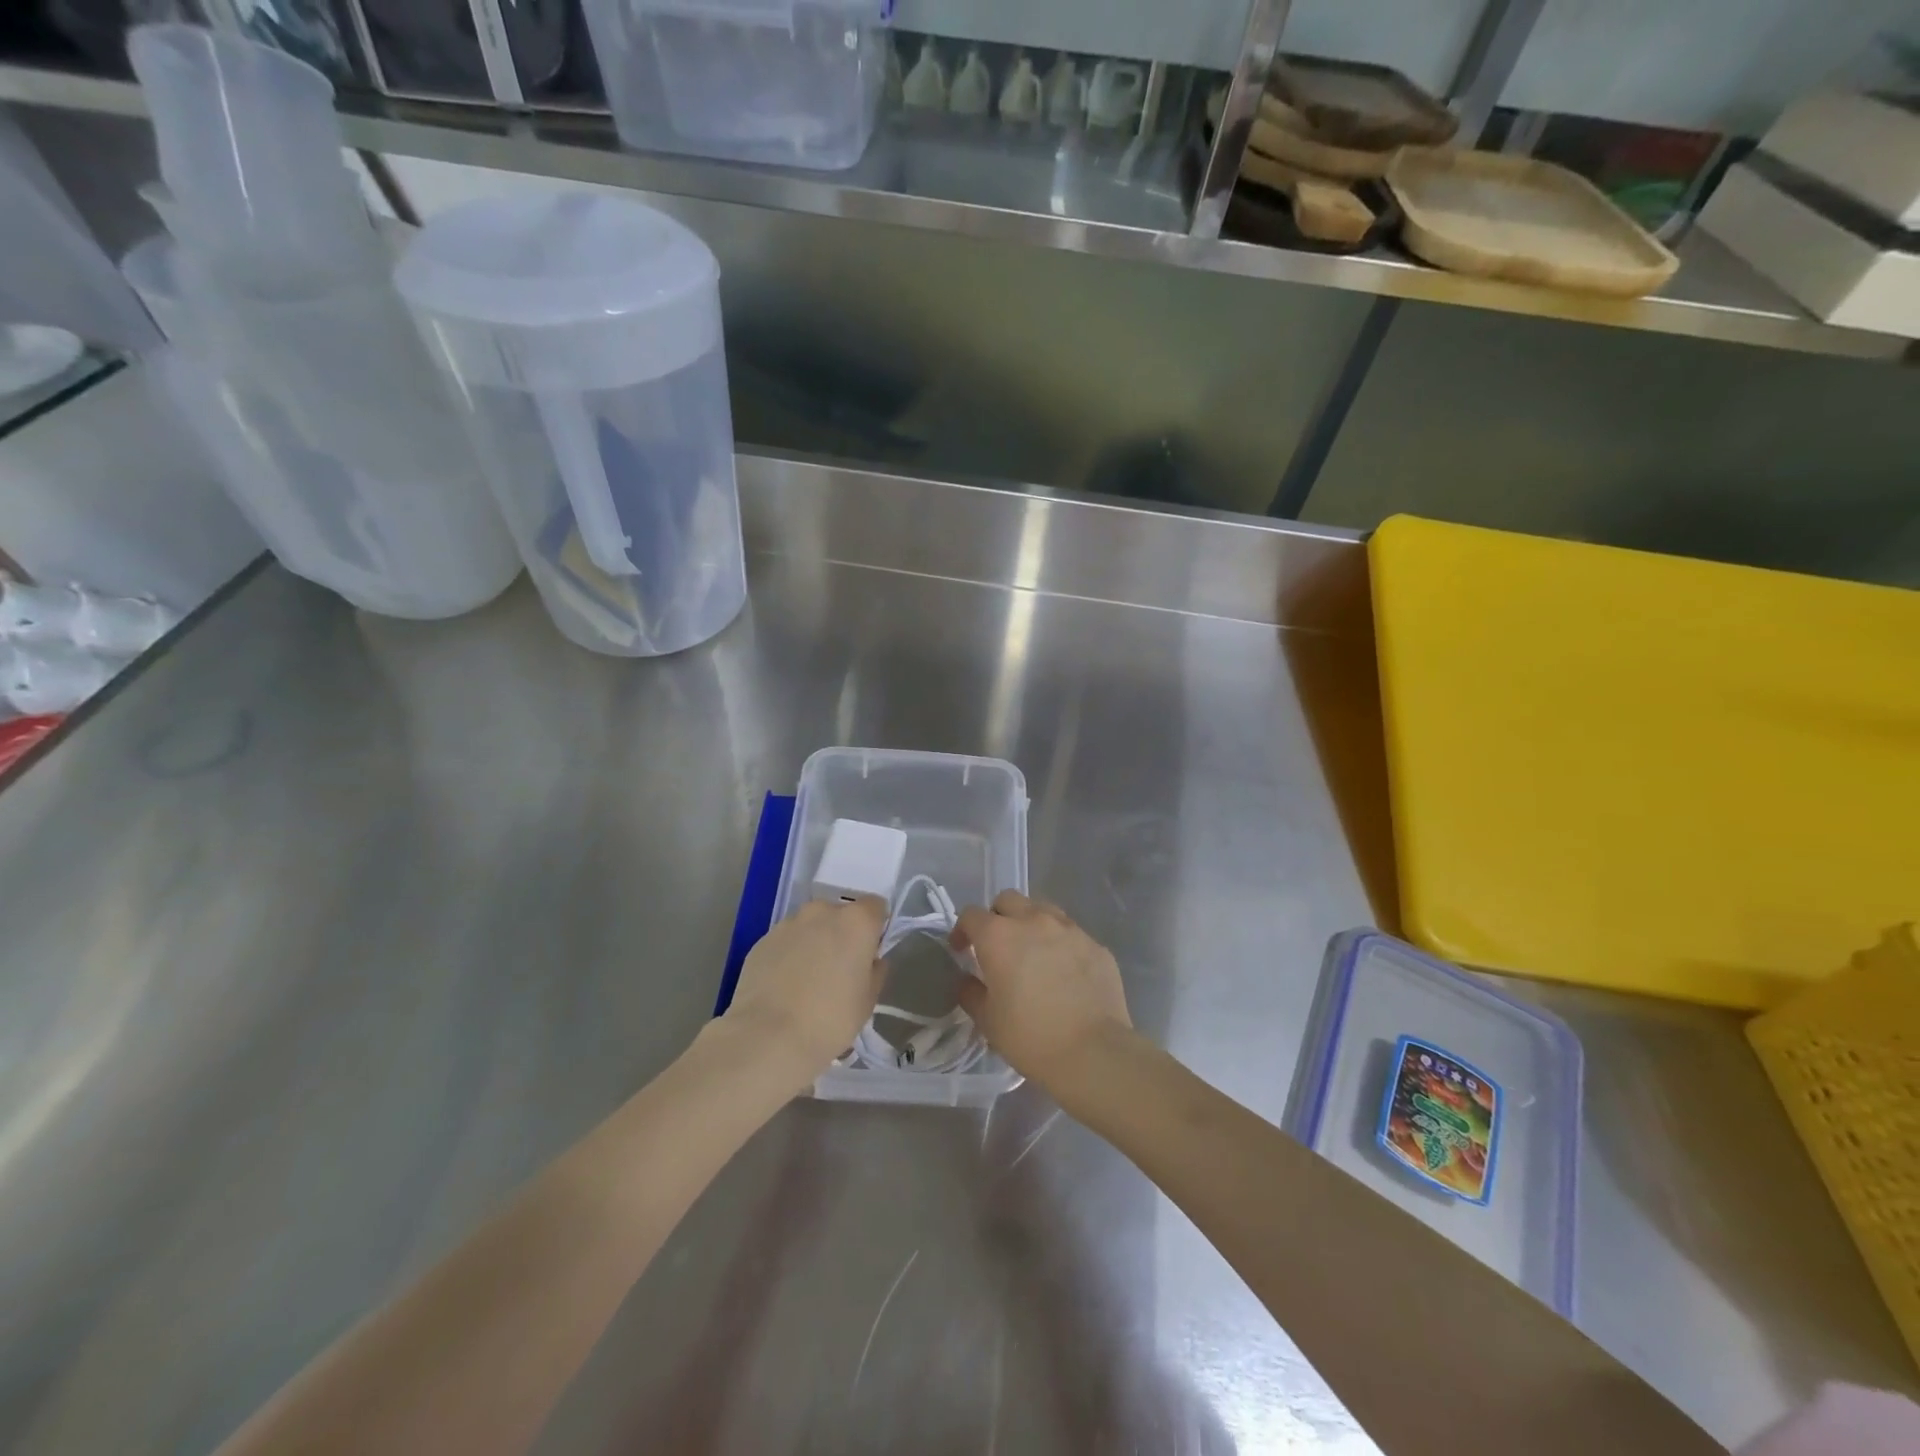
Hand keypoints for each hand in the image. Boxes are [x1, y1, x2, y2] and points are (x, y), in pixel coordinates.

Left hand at [723, 897, 886, 1086]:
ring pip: (810, 926)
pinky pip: (785, 941)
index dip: (875, 928)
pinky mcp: (762, 940)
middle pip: (840, 914)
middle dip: (842, 934)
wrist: (768, 1037)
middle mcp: (822, 912)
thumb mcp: (868, 1001)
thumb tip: (871, 961)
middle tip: (839, 969)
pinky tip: (784, 987)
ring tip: (807, 981)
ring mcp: (788, 923)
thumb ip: (875, 971)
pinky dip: (789, 955)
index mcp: (856, 921)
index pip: (876, 906)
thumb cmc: (830, 1019)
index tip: (869, 954)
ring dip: (814, 942)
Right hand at [952, 890, 1131, 1085]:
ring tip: (1032, 952)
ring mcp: (1069, 929)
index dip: (962, 930)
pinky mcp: (1096, 945)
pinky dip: (1060, 944)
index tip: (962, 950)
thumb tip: (968, 980)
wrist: (1093, 1052)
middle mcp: (1033, 921)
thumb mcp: (988, 1021)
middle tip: (997, 945)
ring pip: (1043, 909)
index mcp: (999, 936)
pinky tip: (1064, 972)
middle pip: (1008, 900)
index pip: (971, 915)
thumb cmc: (1030, 1037)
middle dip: (997, 916)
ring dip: (1030, 923)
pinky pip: (1071, 934)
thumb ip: (971, 993)